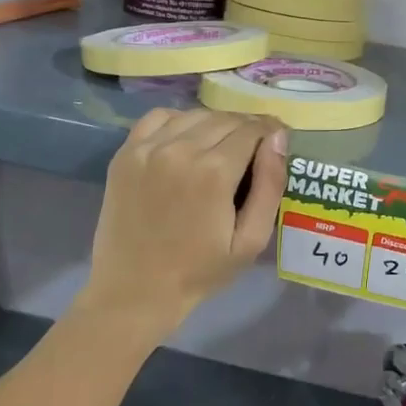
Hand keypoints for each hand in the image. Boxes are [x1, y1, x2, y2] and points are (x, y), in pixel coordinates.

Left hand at [81, 109, 287, 328]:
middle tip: (256, 149)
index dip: (271, 131)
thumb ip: (270, 185)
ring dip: (217, 124)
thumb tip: (279, 138)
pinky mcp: (126, 153)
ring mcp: (148, 148)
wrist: (133, 291)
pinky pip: (160, 118)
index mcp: (214, 172)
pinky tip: (188, 141)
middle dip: (248, 128)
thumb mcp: (251, 240)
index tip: (279, 141)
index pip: (254, 129)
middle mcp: (180, 149)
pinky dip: (181, 121)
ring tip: (224, 147)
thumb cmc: (200, 271)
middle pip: (227, 119)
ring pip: (196, 115)